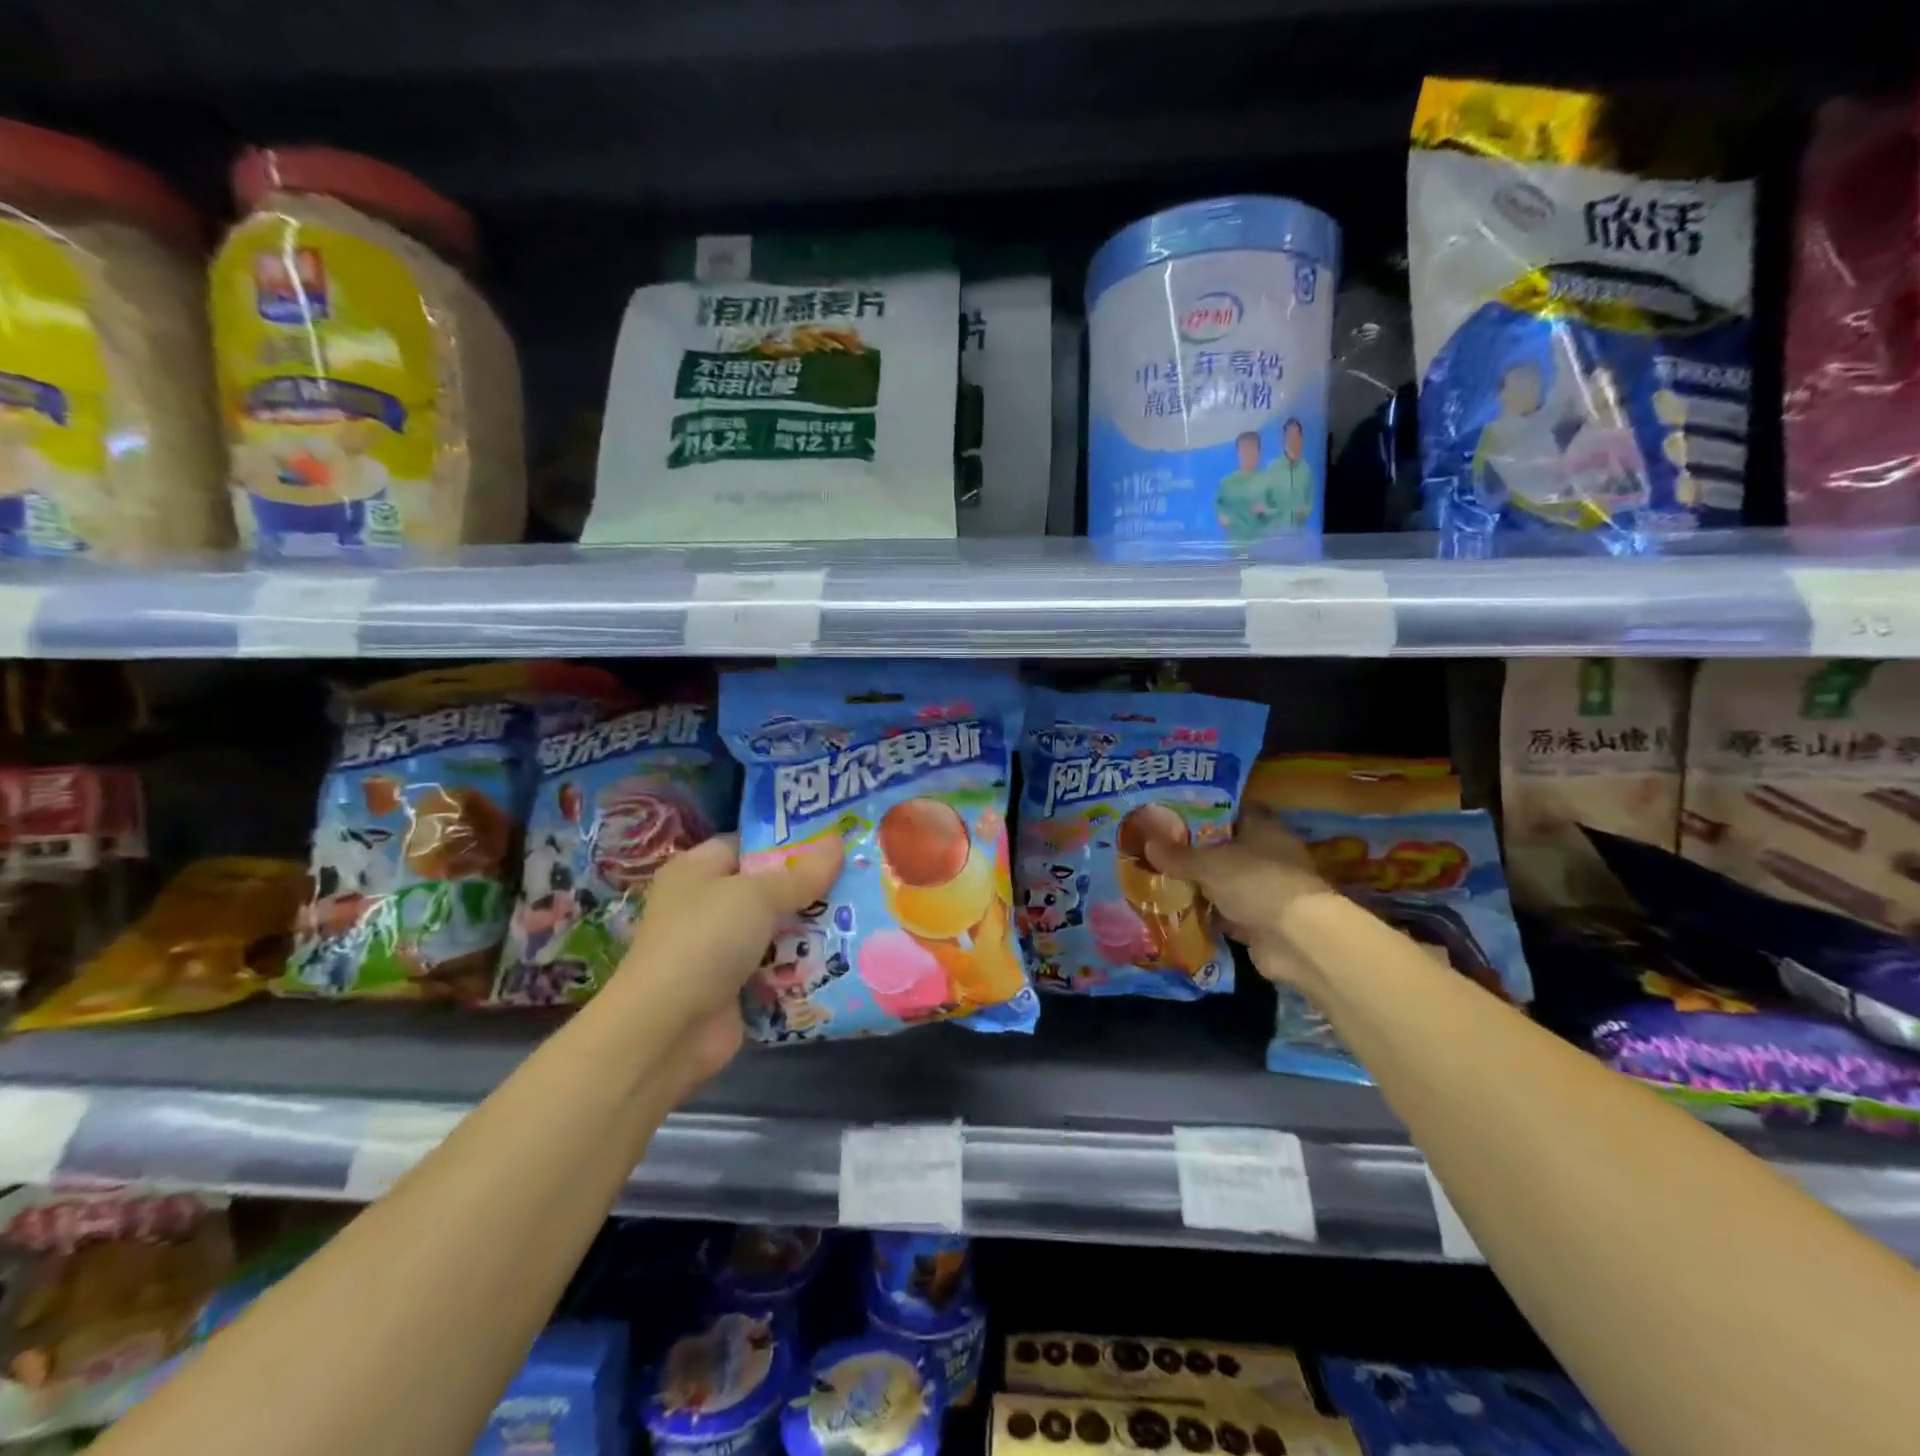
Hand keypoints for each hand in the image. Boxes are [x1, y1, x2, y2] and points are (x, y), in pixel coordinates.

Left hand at [611, 834, 842, 1091]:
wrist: (668, 1030)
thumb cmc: (705, 941)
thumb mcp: (757, 896)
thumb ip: (801, 874)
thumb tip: (839, 843)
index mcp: (697, 870)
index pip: (747, 844)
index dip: (788, 842)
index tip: (834, 843)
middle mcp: (705, 905)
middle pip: (767, 888)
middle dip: (809, 887)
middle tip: (858, 877)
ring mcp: (719, 949)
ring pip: (776, 929)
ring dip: (811, 928)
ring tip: (862, 915)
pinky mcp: (735, 987)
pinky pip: (777, 968)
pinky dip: (803, 966)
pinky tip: (845, 956)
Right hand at [1144, 816, 1333, 987]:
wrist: (1297, 940)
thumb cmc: (1256, 882)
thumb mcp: (1209, 863)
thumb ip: (1179, 855)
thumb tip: (1147, 843)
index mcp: (1264, 830)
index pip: (1236, 811)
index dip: (1210, 810)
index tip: (1179, 812)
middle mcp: (1269, 857)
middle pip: (1229, 848)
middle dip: (1199, 851)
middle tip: (1162, 847)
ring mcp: (1267, 892)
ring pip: (1227, 883)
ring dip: (1203, 885)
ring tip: (1163, 879)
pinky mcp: (1262, 924)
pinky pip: (1228, 914)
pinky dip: (1209, 915)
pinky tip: (1179, 912)